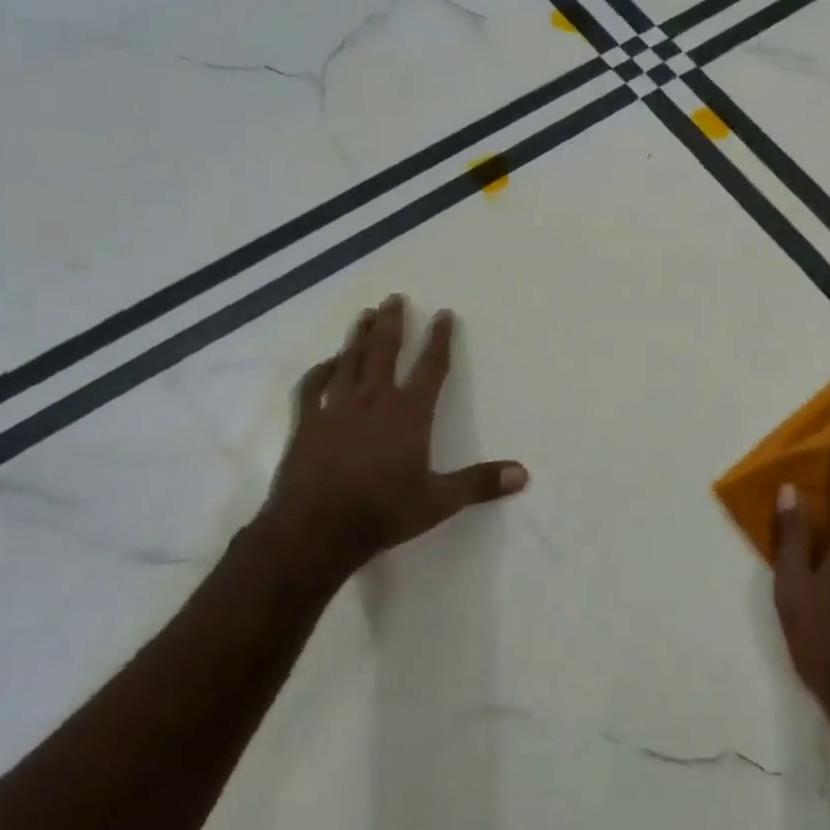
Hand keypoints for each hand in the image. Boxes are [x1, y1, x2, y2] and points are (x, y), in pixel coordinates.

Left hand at [262, 296, 526, 583]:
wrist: (314, 532)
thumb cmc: (382, 512)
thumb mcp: (439, 501)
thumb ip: (480, 483)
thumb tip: (523, 474)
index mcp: (409, 413)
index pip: (430, 366)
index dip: (439, 339)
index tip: (444, 314)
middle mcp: (373, 400)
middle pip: (384, 351)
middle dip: (392, 323)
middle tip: (395, 298)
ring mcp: (335, 408)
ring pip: (349, 360)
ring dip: (358, 335)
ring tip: (365, 313)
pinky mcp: (306, 424)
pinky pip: (312, 387)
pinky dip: (321, 370)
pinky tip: (327, 362)